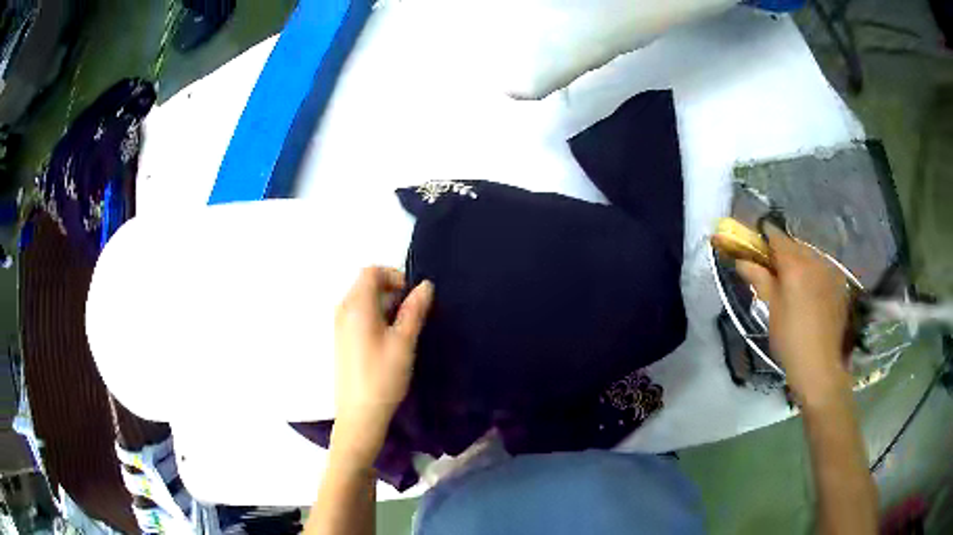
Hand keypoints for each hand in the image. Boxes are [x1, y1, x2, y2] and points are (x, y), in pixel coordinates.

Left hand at [331, 267, 433, 462]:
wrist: (359, 415)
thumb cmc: (383, 377)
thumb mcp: (404, 342)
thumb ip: (414, 310)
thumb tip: (425, 286)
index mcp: (356, 306)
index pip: (371, 271)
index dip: (394, 275)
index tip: (413, 294)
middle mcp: (343, 310)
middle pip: (365, 284)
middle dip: (391, 289)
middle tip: (414, 311)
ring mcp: (339, 326)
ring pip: (362, 300)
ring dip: (384, 304)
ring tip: (405, 327)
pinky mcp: (342, 340)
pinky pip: (357, 315)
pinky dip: (375, 316)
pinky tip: (389, 339)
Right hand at [736, 225, 850, 405]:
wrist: (820, 366)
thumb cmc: (790, 339)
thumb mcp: (771, 309)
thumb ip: (759, 279)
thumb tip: (741, 260)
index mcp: (794, 264)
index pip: (777, 237)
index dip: (764, 236)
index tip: (755, 242)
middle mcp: (814, 260)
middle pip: (795, 244)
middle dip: (783, 250)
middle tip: (772, 267)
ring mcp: (830, 270)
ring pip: (810, 254)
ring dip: (799, 260)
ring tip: (792, 280)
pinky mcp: (839, 284)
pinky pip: (822, 267)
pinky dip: (813, 271)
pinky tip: (810, 290)